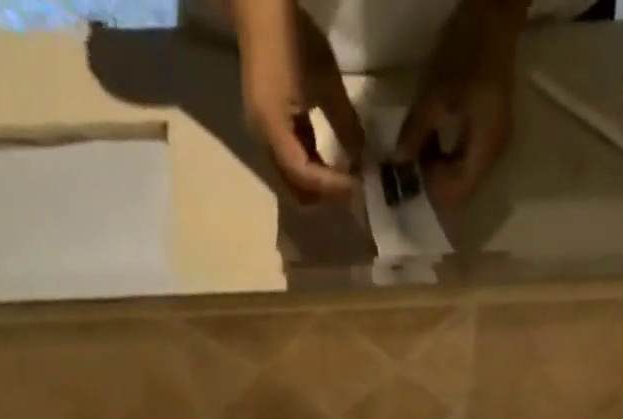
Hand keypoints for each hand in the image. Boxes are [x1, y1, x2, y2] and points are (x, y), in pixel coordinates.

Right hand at [237, 0, 365, 201]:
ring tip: (346, 178)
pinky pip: (291, 162)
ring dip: (319, 185)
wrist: (260, 7)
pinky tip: (332, 163)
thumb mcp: (327, 81)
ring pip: (293, 180)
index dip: (332, 186)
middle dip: (324, 196)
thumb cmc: (293, 37)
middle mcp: (264, 141)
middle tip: (352, 189)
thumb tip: (362, 158)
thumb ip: (346, 124)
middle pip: (294, 190)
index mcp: (273, 129)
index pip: (304, 176)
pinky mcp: (269, 129)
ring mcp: (264, 136)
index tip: (358, 185)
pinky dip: (312, 169)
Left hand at [396, 0, 522, 209]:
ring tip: (412, 158)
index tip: (407, 184)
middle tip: (405, 173)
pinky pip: (463, 157)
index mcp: (484, 151)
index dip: (431, 194)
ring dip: (436, 171)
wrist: (494, 16)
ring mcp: (491, 145)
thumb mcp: (434, 95)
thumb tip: (398, 163)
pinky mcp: (487, 131)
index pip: (456, 194)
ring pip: (460, 174)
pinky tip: (426, 145)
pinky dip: (443, 156)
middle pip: (459, 189)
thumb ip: (415, 133)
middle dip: (432, 185)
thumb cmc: (465, 55)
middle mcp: (491, 157)